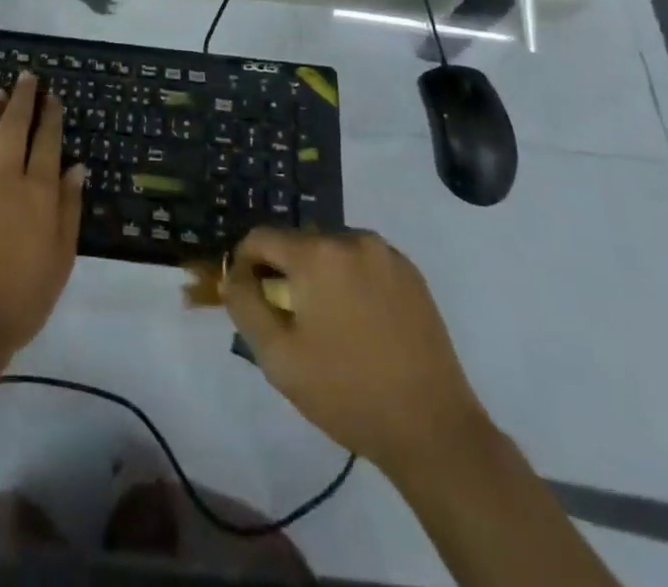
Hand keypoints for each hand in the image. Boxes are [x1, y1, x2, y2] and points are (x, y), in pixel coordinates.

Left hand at [0, 73, 85, 363]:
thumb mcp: (61, 258)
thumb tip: (76, 168)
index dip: (50, 115)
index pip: (47, 141)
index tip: (52, 96)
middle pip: (14, 127)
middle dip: (21, 98)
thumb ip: (68, 209)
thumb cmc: (24, 296)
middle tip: (25, 77)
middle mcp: (6, 178)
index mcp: (39, 192)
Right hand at [222, 229, 487, 472]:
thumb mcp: (278, 358)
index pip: (261, 238)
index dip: (246, 264)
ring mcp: (386, 253)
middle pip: (298, 242)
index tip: (249, 298)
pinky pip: (364, 262)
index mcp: (316, 254)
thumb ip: (245, 306)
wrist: (433, 430)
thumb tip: (234, 275)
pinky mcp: (411, 273)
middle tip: (291, 320)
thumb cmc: (347, 393)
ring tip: (328, 324)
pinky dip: (351, 281)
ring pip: (332, 250)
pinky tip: (361, 323)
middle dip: (285, 272)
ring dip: (319, 274)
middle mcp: (351, 238)